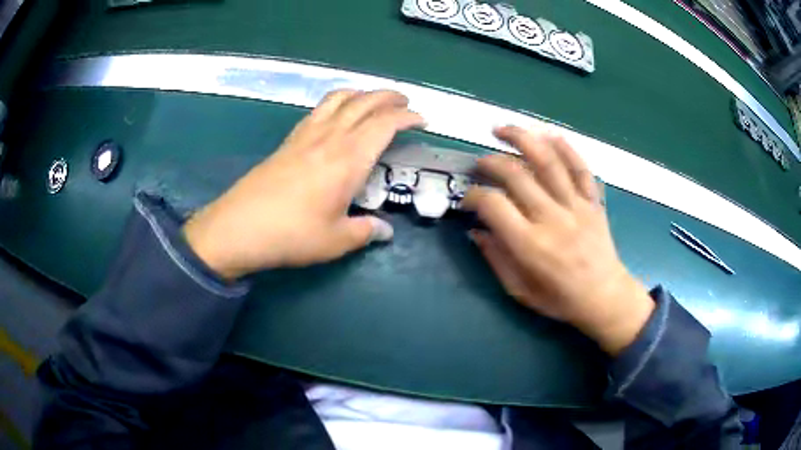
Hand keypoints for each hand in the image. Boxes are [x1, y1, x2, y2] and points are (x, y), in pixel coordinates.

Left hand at [182, 90, 424, 278]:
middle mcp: (330, 137)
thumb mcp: (336, 240)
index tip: (423, 121)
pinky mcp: (288, 140)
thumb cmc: (292, 234)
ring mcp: (306, 135)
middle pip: (364, 102)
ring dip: (361, 94)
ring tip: (373, 100)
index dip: (408, 118)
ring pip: (339, 99)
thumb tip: (384, 231)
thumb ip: (365, 232)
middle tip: (405, 103)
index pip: (385, 124)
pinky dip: (336, 102)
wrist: (239, 227)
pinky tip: (337, 115)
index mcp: (349, 158)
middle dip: (389, 98)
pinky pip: (318, 109)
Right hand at [463, 126, 653, 355]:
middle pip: (516, 175)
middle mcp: (552, 218)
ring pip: (548, 161)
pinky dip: (566, 148)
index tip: (467, 197)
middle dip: (491, 162)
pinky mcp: (593, 202)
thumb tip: (475, 230)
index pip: (493, 205)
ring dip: (522, 139)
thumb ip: (496, 259)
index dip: (473, 195)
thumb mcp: (520, 291)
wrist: (605, 297)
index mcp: (531, 245)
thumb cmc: (560, 300)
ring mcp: (576, 206)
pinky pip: (580, 168)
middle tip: (479, 163)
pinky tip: (548, 135)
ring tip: (502, 129)